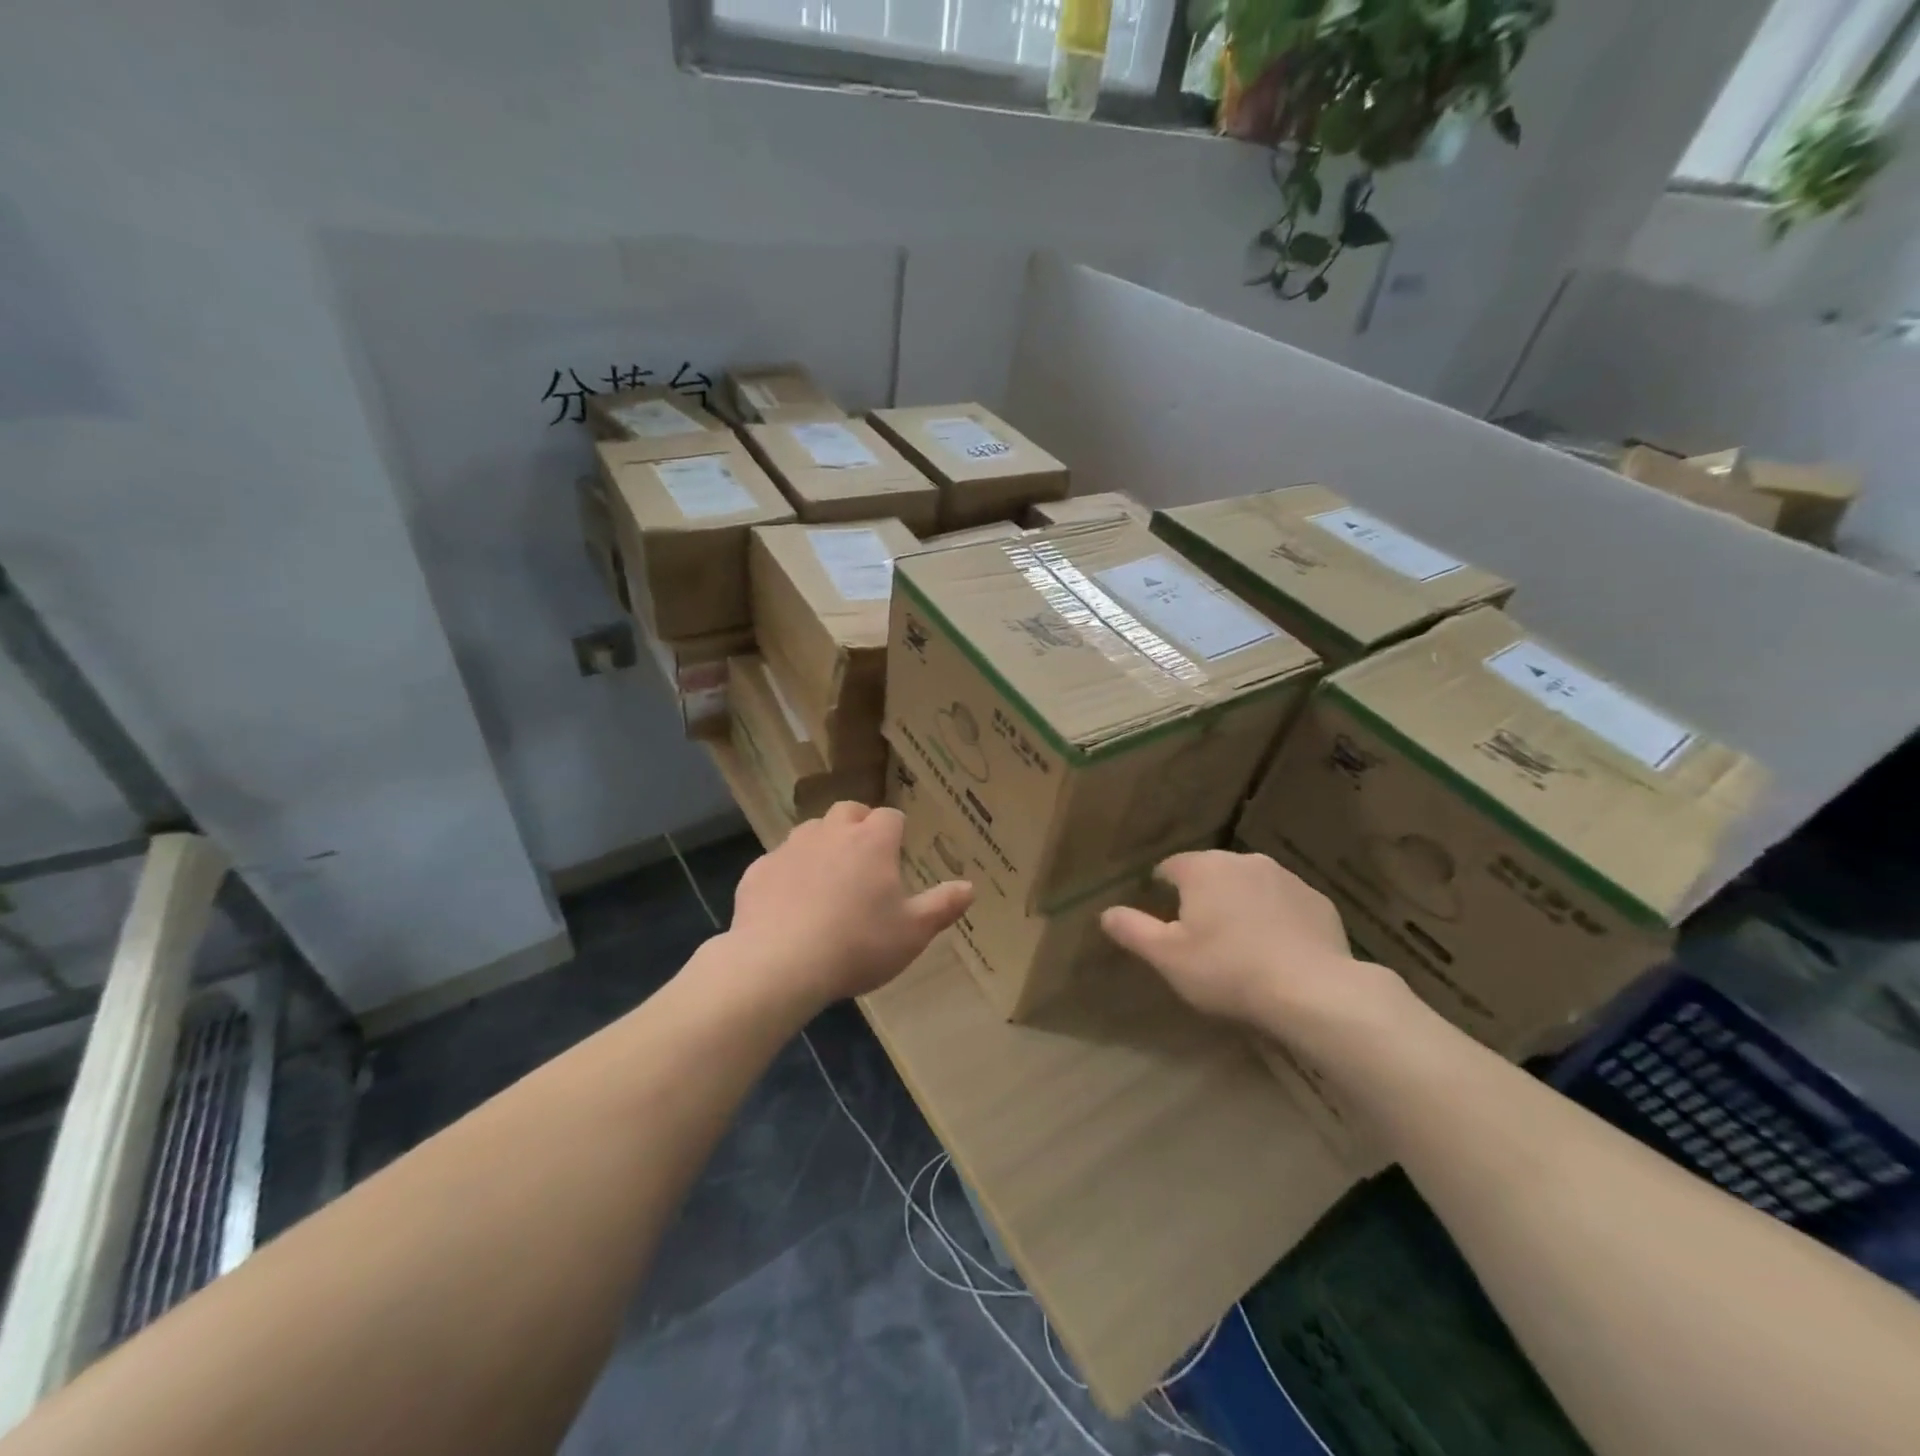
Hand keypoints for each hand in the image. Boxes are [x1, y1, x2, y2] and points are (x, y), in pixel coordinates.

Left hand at [726, 803, 972, 1005]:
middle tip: (864, 857)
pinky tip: (789, 904)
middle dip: (858, 825)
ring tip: (827, 878)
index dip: (896, 831)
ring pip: (810, 831)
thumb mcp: (913, 932)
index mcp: (872, 841)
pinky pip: (778, 862)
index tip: (899, 851)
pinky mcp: (758, 871)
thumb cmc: (857, 944)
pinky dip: (787, 873)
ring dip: (822, 844)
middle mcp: (831, 833)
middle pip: (848, 811)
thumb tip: (969, 887)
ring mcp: (790, 849)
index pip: (890, 816)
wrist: (779, 964)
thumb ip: (943, 906)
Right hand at [1101, 849, 1407, 1030]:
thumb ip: (1133, 930)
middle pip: (1212, 873)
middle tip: (1201, 935)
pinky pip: (1285, 903)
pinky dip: (1276, 918)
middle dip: (1203, 896)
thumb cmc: (1228, 970)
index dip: (1162, 889)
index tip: (1164, 916)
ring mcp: (1285, 878)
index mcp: (1203, 869)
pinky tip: (1278, 950)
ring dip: (1240, 904)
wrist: (1313, 991)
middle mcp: (1243, 860)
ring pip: (1250, 885)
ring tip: (1241, 944)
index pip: (1170, 867)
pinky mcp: (1317, 900)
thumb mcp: (1167, 957)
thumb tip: (1106, 912)